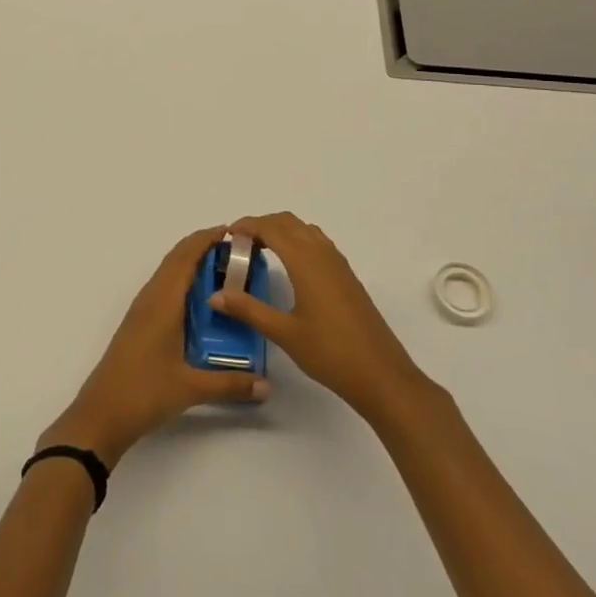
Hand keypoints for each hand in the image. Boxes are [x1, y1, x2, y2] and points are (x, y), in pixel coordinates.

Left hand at [40, 226, 270, 465]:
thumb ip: (231, 384)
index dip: (207, 239)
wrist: (100, 415)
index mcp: (163, 301)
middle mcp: (151, 297)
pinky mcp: (139, 323)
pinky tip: (201, 301)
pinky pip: (164, 288)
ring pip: (169, 272)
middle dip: (204, 247)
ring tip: (225, 271)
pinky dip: (183, 281)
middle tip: (238, 251)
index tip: (235, 232)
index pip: (186, 256)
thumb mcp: (191, 388)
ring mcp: (142, 310)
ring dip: (192, 263)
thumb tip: (268, 385)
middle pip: (177, 258)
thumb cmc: (144, 392)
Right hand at [208, 212, 431, 424]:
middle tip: (239, 245)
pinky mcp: (347, 276)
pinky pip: (317, 243)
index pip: (271, 228)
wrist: (381, 374)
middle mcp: (322, 253)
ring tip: (260, 252)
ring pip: (305, 231)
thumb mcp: (284, 333)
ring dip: (281, 231)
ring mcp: (338, 264)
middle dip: (262, 225)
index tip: (226, 236)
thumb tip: (215, 295)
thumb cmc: (330, 352)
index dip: (247, 226)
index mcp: (305, 261)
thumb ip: (248, 309)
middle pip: (288, 222)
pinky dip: (297, 242)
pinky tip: (289, 268)